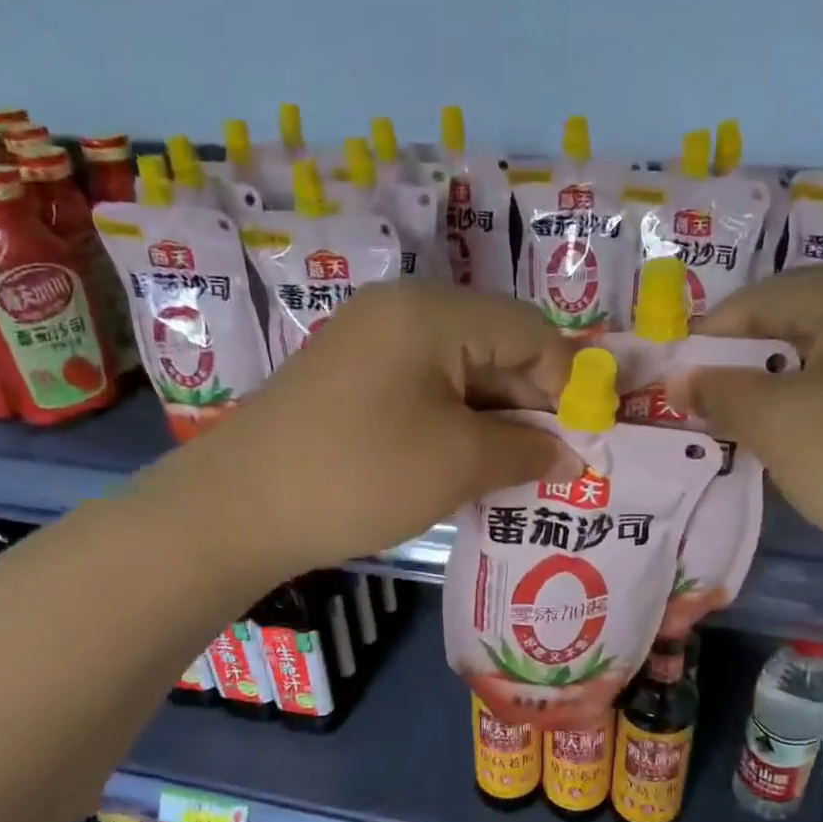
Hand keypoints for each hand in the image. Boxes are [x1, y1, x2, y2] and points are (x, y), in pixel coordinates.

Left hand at [155, 282, 576, 579]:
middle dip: (531, 405)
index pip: (530, 331)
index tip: (585, 441)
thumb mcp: (458, 462)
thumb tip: (572, 455)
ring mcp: (370, 344)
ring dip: (495, 420)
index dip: (568, 385)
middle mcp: (401, 312)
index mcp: (433, 311)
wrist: (237, 510)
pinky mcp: (350, 380)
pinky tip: (467, 466)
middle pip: (495, 346)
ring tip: (516, 473)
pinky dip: (455, 424)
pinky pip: (424, 391)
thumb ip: (527, 450)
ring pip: (460, 373)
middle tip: (554, 464)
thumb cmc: (361, 474)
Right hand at [679, 266, 822, 589]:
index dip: (708, 341)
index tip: (673, 385)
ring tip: (749, 425)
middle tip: (709, 408)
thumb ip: (719, 391)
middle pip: (797, 318)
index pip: (761, 297)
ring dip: (780, 384)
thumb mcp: (778, 423)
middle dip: (745, 363)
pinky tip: (805, 434)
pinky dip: (821, 398)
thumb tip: (678, 380)